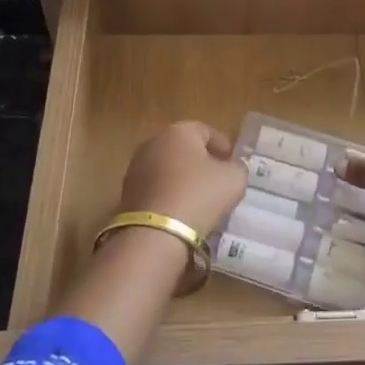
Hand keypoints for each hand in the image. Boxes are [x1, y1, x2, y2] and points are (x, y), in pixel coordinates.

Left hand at [117, 120, 246, 238]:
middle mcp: (153, 143)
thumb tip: (233, 167)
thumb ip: (238, 167)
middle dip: (200, 161)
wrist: (155, 233)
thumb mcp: (234, 179)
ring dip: (182, 179)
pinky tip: (181, 212)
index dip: (222, 145)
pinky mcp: (127, 194)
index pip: (205, 130)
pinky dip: (169, 195)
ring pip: (167, 169)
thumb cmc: (199, 195)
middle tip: (217, 179)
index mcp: (179, 131)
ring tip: (200, 199)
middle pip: (183, 148)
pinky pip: (156, 189)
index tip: (233, 162)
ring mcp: (136, 168)